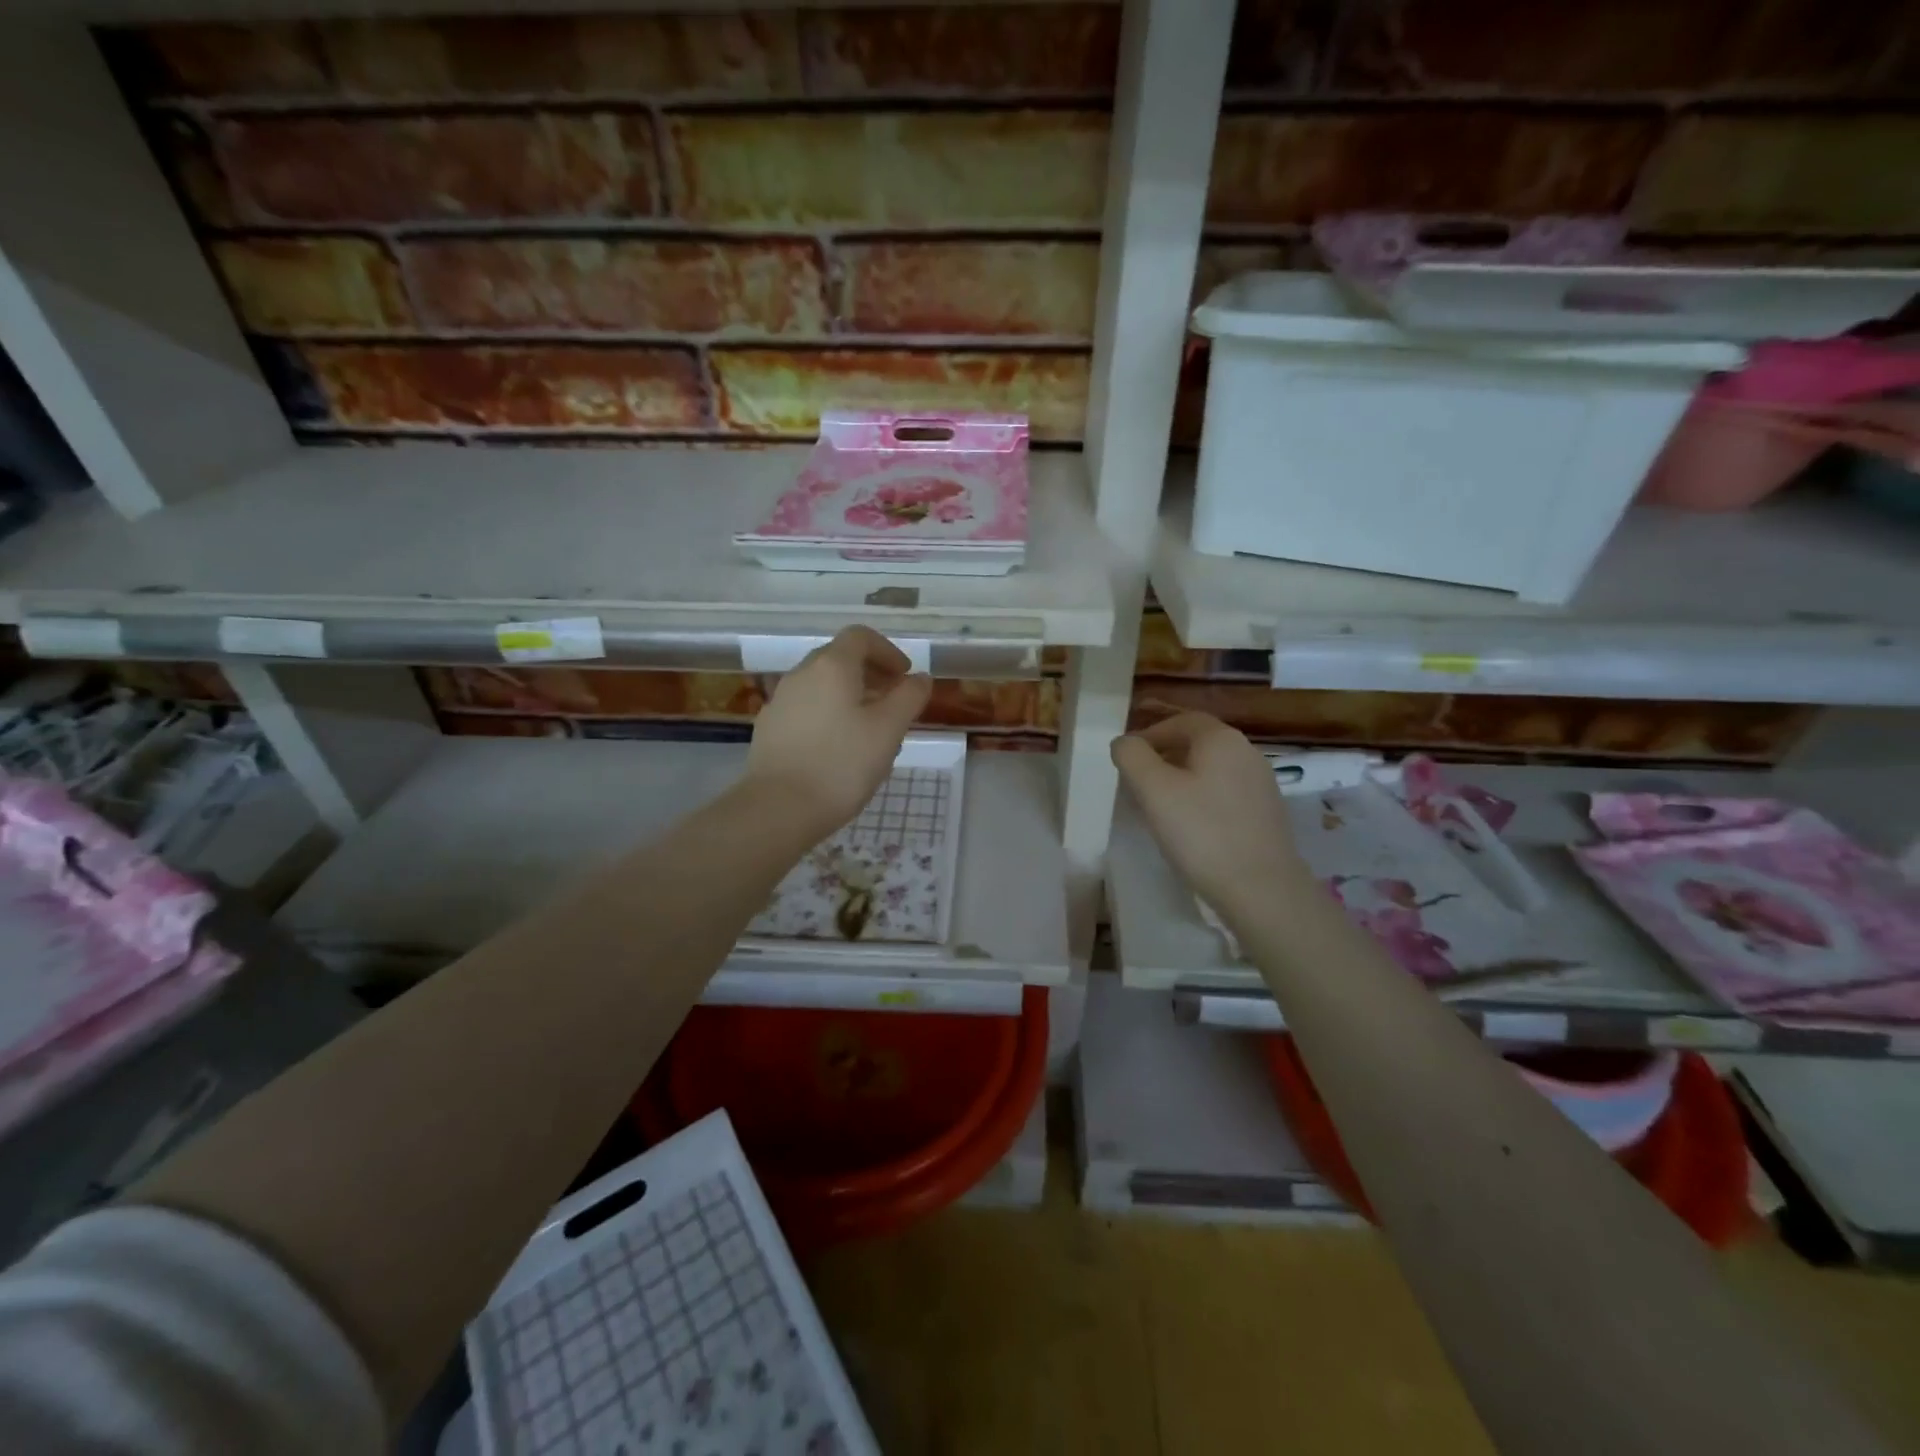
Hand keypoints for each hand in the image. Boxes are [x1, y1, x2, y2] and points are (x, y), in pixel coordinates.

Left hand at [746, 626, 932, 838]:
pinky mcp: (770, 729)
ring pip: (822, 687)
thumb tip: (920, 678)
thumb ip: (909, 697)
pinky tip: (839, 750)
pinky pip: (806, 710)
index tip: (905, 678)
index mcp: (831, 666)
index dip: (888, 651)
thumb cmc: (841, 765)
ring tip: (870, 732)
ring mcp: (780, 702)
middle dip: (871, 675)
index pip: (861, 637)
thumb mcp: (888, 730)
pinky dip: (829, 716)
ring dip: (850, 697)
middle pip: (839, 659)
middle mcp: (801, 674)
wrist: (777, 809)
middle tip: (893, 704)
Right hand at [1111, 713, 1307, 917]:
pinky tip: (1189, 827)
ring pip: (1210, 770)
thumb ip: (1132, 756)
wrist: (1261, 889)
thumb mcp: (1153, 790)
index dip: (1148, 735)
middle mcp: (1247, 752)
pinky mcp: (1265, 813)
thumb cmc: (1201, 833)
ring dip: (1181, 780)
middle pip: (1196, 743)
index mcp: (1221, 739)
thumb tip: (1125, 743)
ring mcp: (1261, 783)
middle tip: (1136, 783)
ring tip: (1157, 807)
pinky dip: (1201, 799)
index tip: (1126, 759)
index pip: (1179, 721)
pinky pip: (1224, 793)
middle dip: (1163, 757)